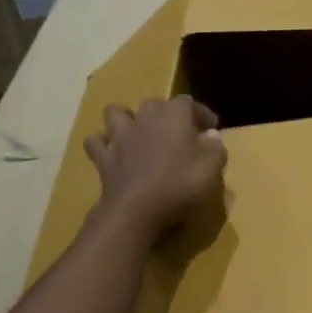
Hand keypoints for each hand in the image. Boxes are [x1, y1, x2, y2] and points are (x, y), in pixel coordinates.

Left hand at [85, 96, 226, 239]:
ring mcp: (120, 136)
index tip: (211, 127)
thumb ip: (215, 147)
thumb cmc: (181, 183)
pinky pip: (95, 142)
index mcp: (174, 115)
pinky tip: (112, 151)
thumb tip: (211, 136)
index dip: (201, 113)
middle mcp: (145, 118)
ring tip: (137, 132)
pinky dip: (103, 143)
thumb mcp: (212, 166)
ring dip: (126, 119)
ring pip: (116, 113)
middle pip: (154, 104)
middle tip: (178, 132)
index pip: (189, 102)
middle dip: (166, 113)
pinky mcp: (103, 158)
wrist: (137, 210)